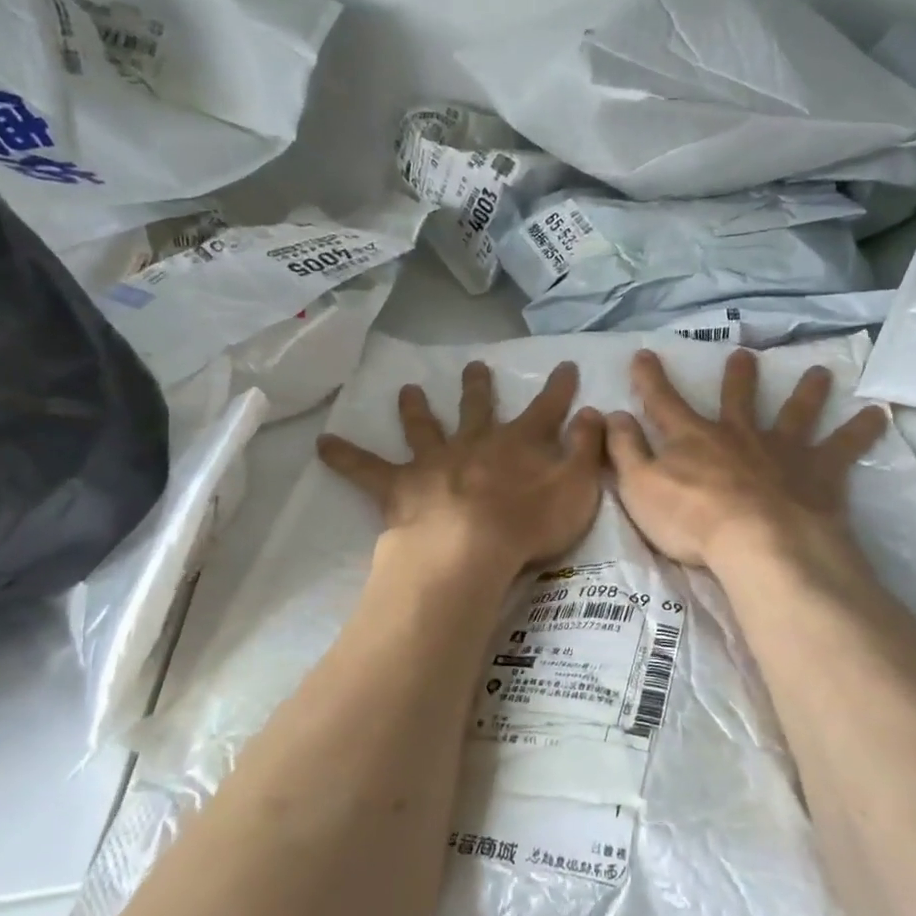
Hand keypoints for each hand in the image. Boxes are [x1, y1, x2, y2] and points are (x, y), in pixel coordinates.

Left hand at [318, 360, 605, 574]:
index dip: (558, 388)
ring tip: (407, 388)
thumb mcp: (577, 487)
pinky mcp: (400, 486)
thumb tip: (594, 412)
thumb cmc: (529, 524)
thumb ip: (586, 449)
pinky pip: (366, 469)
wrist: (469, 549)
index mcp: (519, 443)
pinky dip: (345, 456)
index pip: (547, 408)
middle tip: (474, 366)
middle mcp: (475, 442)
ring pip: (424, 427)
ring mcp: (434, 461)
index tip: (565, 365)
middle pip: (478, 408)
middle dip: (478, 386)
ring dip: (416, 408)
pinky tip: (321, 444)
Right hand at [606, 349, 889, 576]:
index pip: (663, 401)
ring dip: (806, 392)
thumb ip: (624, 450)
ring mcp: (782, 450)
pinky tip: (880, 414)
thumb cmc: (692, 520)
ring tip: (820, 373)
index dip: (650, 378)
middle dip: (738, 377)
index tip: (644, 354)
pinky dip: (862, 430)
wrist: (758, 543)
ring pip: (795, 412)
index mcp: (693, 438)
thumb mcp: (639, 486)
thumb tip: (612, 416)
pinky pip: (845, 446)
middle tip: (744, 356)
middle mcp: (739, 434)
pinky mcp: (818, 472)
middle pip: (738, 399)